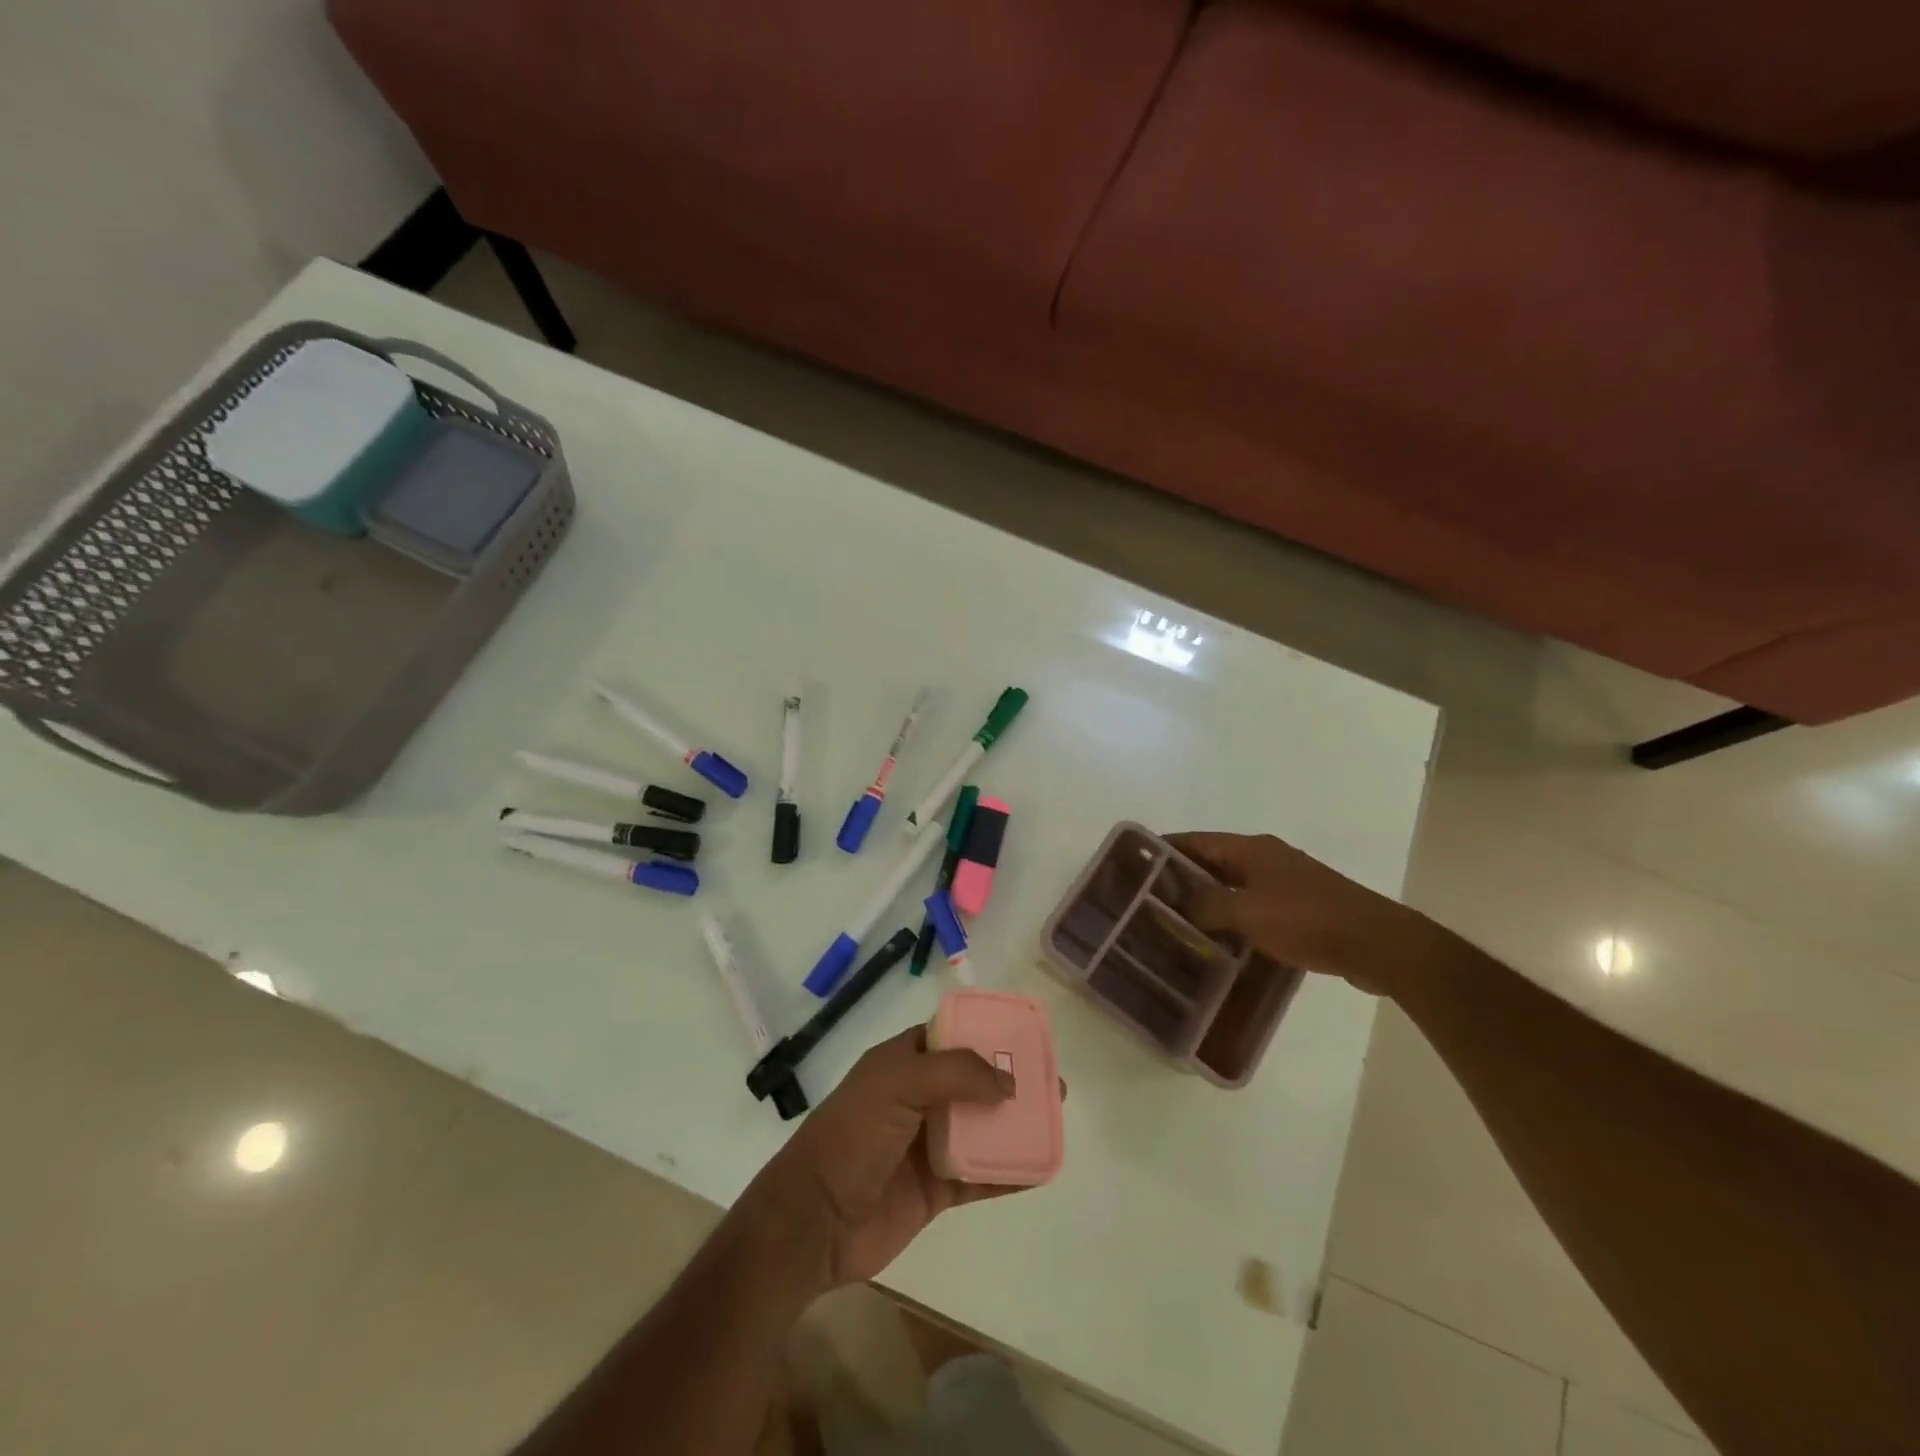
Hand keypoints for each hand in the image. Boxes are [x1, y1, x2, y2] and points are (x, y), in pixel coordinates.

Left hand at [739, 1027, 1026, 1289]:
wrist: (814, 1220)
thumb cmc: (851, 1136)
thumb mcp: (896, 1084)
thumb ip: (955, 1074)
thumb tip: (1009, 1082)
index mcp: (902, 1062)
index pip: (950, 1035)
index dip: (985, 1032)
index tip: (1025, 1035)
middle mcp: (917, 1097)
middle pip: (973, 1080)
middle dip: (1010, 1078)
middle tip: (1052, 1079)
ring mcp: (927, 1144)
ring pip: (981, 1126)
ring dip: (1016, 1122)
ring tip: (1057, 1116)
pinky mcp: (935, 1189)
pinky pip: (980, 1175)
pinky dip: (1009, 1171)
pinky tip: (1040, 1167)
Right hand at [1168, 832, 1424, 994]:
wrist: (1376, 942)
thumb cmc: (1307, 919)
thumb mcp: (1247, 912)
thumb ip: (1207, 905)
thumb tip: (1178, 903)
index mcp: (1251, 849)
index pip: (1196, 841)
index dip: (1165, 849)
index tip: (1135, 864)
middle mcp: (1266, 858)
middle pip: (1213, 862)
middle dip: (1181, 878)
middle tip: (1149, 899)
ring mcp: (1286, 883)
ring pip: (1233, 886)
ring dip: (1208, 901)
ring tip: (1176, 922)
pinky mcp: (1301, 908)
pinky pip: (1254, 907)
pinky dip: (1233, 918)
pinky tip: (1219, 941)